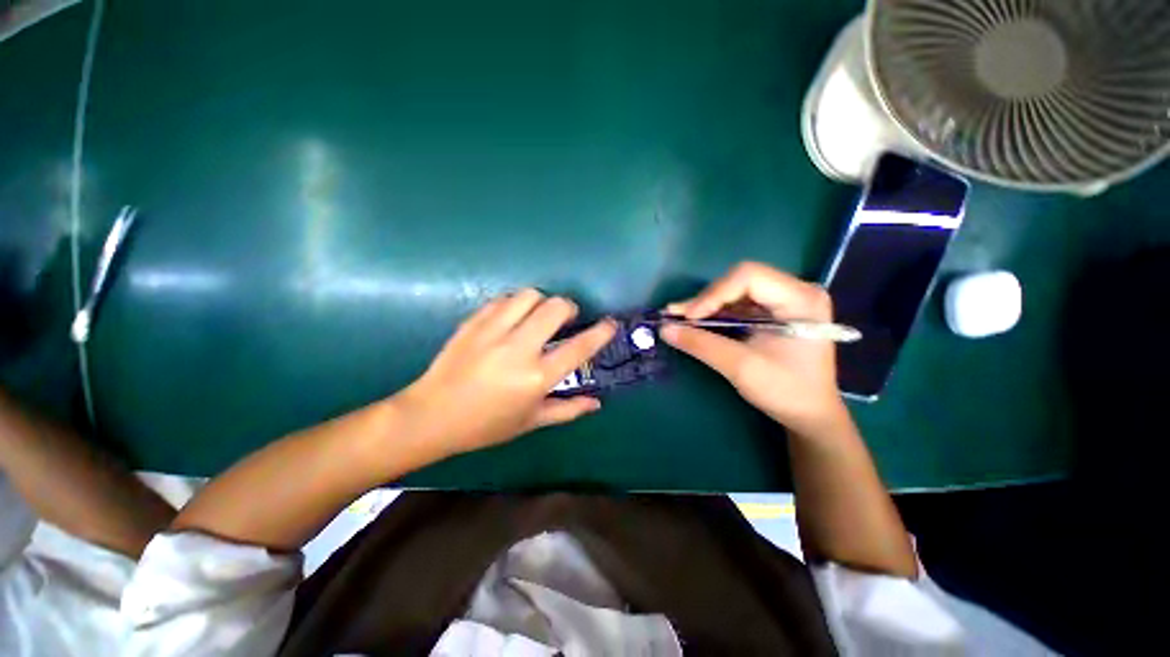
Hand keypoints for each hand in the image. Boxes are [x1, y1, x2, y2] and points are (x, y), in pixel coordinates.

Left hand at [395, 290, 616, 456]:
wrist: (432, 415)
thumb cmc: (486, 425)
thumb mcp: (531, 422)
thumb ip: (567, 410)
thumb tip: (597, 403)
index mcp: (536, 378)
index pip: (579, 348)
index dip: (600, 332)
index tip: (610, 323)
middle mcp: (518, 349)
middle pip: (556, 308)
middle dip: (569, 308)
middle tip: (566, 319)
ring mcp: (493, 332)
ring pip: (529, 295)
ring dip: (542, 302)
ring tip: (538, 316)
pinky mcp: (474, 322)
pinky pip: (503, 299)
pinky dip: (515, 303)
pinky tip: (513, 317)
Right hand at [661, 262, 848, 437]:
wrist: (809, 414)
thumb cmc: (785, 391)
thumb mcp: (741, 367)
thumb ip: (701, 344)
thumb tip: (664, 329)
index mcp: (801, 299)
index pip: (749, 276)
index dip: (714, 293)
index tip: (689, 317)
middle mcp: (795, 291)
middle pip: (740, 281)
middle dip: (706, 299)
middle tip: (677, 318)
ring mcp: (784, 300)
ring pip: (734, 291)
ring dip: (706, 305)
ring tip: (679, 319)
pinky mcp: (772, 312)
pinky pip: (737, 304)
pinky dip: (714, 313)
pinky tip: (695, 322)